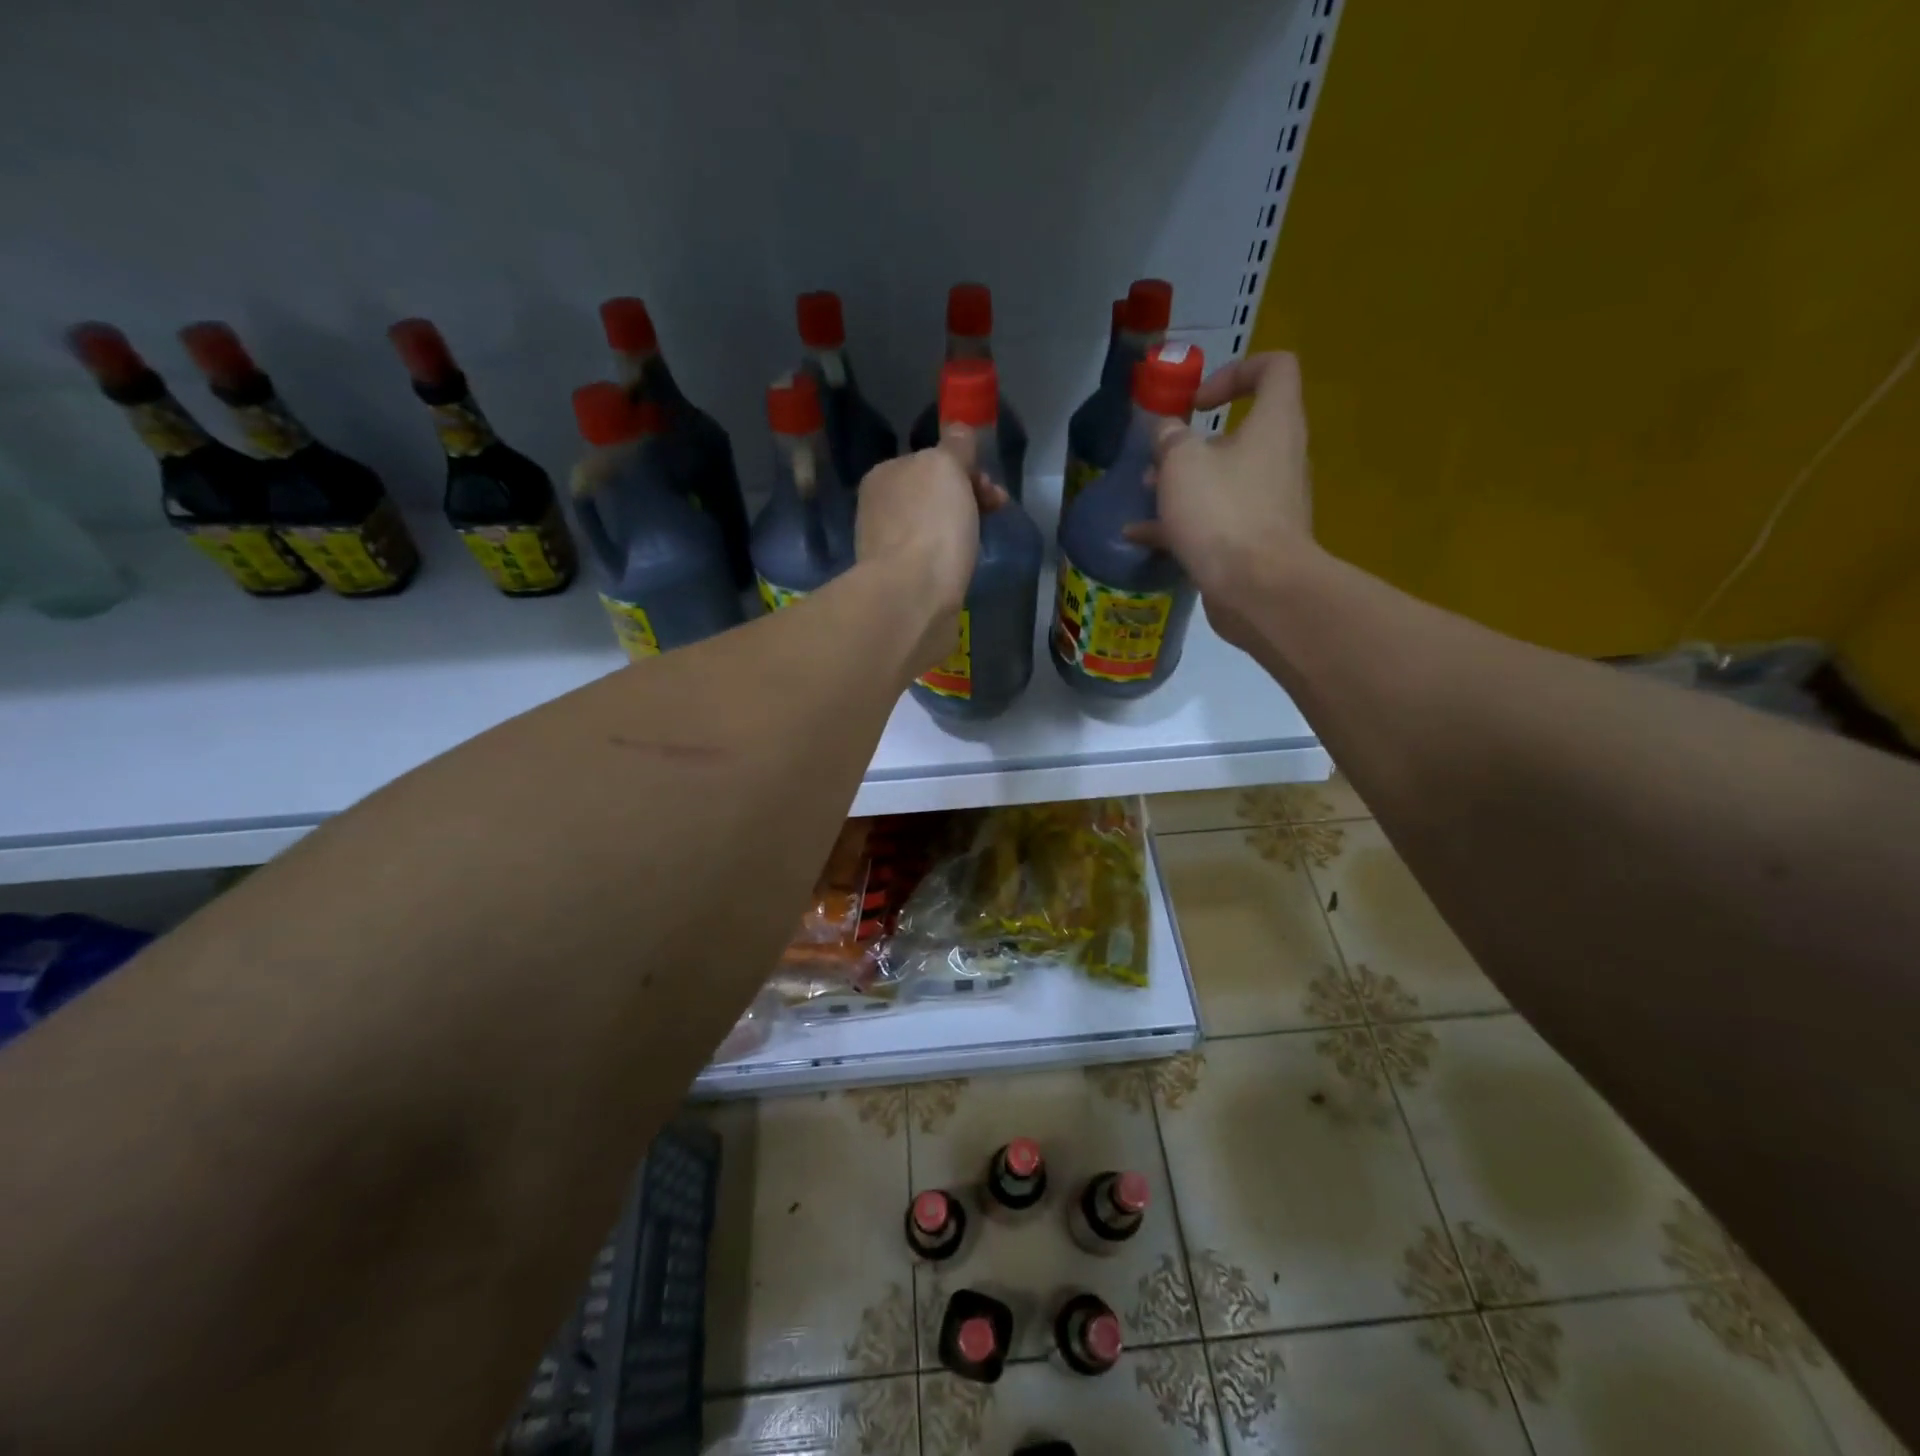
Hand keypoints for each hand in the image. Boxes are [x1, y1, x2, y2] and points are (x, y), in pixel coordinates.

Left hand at [855, 431, 1008, 672]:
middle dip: (967, 501)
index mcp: (884, 476)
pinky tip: (960, 571)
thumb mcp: (946, 467)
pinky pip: (931, 562)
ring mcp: (887, 550)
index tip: (992, 490)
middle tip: (995, 514)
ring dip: (959, 533)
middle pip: (933, 496)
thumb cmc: (931, 525)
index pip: (931, 462)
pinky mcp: (899, 584)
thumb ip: (955, 446)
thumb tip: (958, 431)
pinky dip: (948, 562)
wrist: (912, 598)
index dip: (967, 470)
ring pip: (933, 529)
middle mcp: (879, 510)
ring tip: (977, 548)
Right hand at [1124, 353, 1313, 648]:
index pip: (1275, 368)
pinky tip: (1139, 537)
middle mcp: (1279, 458)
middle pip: (1240, 433)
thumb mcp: (1181, 464)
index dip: (1235, 371)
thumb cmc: (1222, 513)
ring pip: (1223, 480)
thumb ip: (1170, 439)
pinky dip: (1181, 524)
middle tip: (1158, 458)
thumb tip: (1167, 432)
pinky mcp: (1254, 542)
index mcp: (1274, 424)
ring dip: (1183, 485)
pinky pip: (1216, 521)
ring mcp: (1269, 503)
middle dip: (1193, 444)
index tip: (1197, 402)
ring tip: (1144, 495)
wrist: (1257, 589)